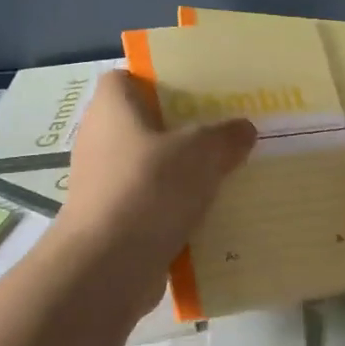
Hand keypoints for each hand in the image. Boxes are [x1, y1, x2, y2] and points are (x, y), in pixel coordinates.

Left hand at [48, 71, 255, 311]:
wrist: (108, 267)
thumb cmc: (149, 188)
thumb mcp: (201, 152)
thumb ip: (225, 136)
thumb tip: (243, 129)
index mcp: (112, 108)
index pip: (127, 78)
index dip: (159, 80)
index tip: (197, 90)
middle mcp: (101, 140)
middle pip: (146, 124)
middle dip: (184, 129)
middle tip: (226, 130)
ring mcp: (104, 183)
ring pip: (153, 167)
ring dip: (184, 172)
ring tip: (229, 171)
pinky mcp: (114, 221)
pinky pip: (153, 204)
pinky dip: (178, 209)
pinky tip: (215, 213)